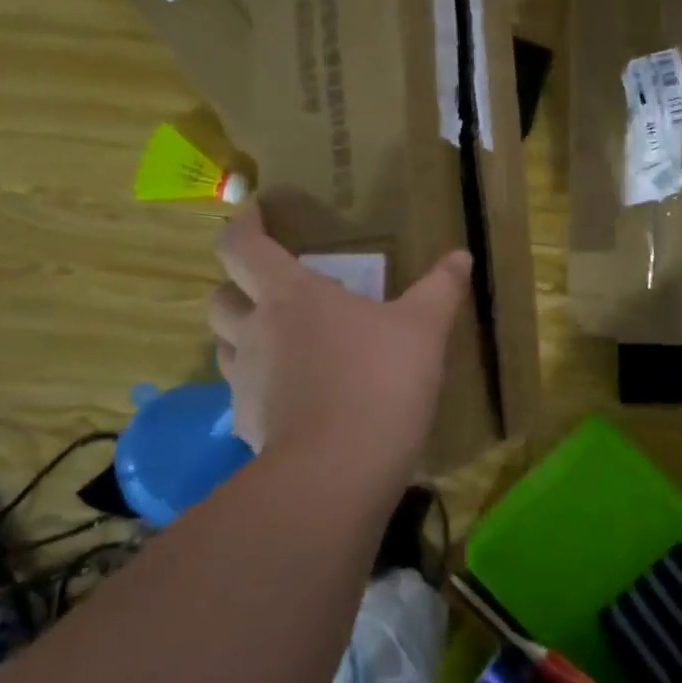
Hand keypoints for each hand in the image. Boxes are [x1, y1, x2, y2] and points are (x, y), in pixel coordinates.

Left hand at [208, 205, 471, 473]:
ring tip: (281, 342)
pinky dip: (259, 388)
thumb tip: (461, 256)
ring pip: (224, 346)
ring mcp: (245, 382)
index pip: (242, 247)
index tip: (256, 213)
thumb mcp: (424, 328)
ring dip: (243, 336)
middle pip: (220, 298)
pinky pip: (242, 396)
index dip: (243, 225)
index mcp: (292, 296)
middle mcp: (256, 332)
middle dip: (237, 287)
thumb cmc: (381, 379)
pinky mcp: (247, 426)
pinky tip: (293, 398)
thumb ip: (441, 288)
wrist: (342, 468)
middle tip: (273, 289)